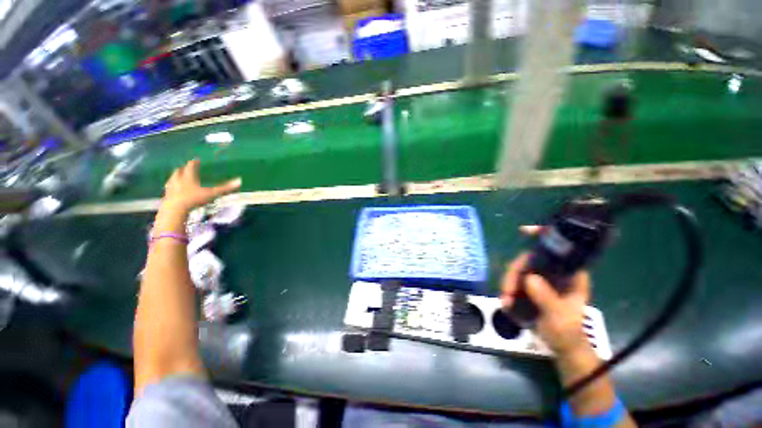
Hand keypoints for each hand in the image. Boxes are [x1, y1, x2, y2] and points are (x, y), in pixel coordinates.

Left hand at [162, 159, 241, 211]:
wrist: (174, 209)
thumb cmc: (194, 199)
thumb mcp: (212, 193)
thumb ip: (224, 188)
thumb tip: (239, 181)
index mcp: (188, 176)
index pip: (190, 166)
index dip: (194, 162)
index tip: (196, 160)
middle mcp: (178, 179)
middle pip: (179, 170)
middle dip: (183, 169)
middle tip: (187, 168)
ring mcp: (171, 187)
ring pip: (172, 178)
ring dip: (176, 177)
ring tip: (180, 178)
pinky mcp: (167, 195)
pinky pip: (169, 188)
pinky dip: (173, 187)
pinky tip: (175, 191)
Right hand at [501, 226, 590, 355]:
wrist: (562, 346)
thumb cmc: (567, 332)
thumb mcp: (560, 318)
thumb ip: (547, 299)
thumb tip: (529, 278)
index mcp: (570, 275)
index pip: (559, 249)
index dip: (542, 235)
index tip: (524, 231)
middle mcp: (555, 272)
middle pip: (529, 260)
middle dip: (514, 273)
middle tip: (506, 291)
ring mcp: (541, 279)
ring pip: (518, 271)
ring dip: (508, 284)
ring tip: (505, 302)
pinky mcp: (531, 287)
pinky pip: (514, 281)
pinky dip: (507, 290)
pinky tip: (506, 303)